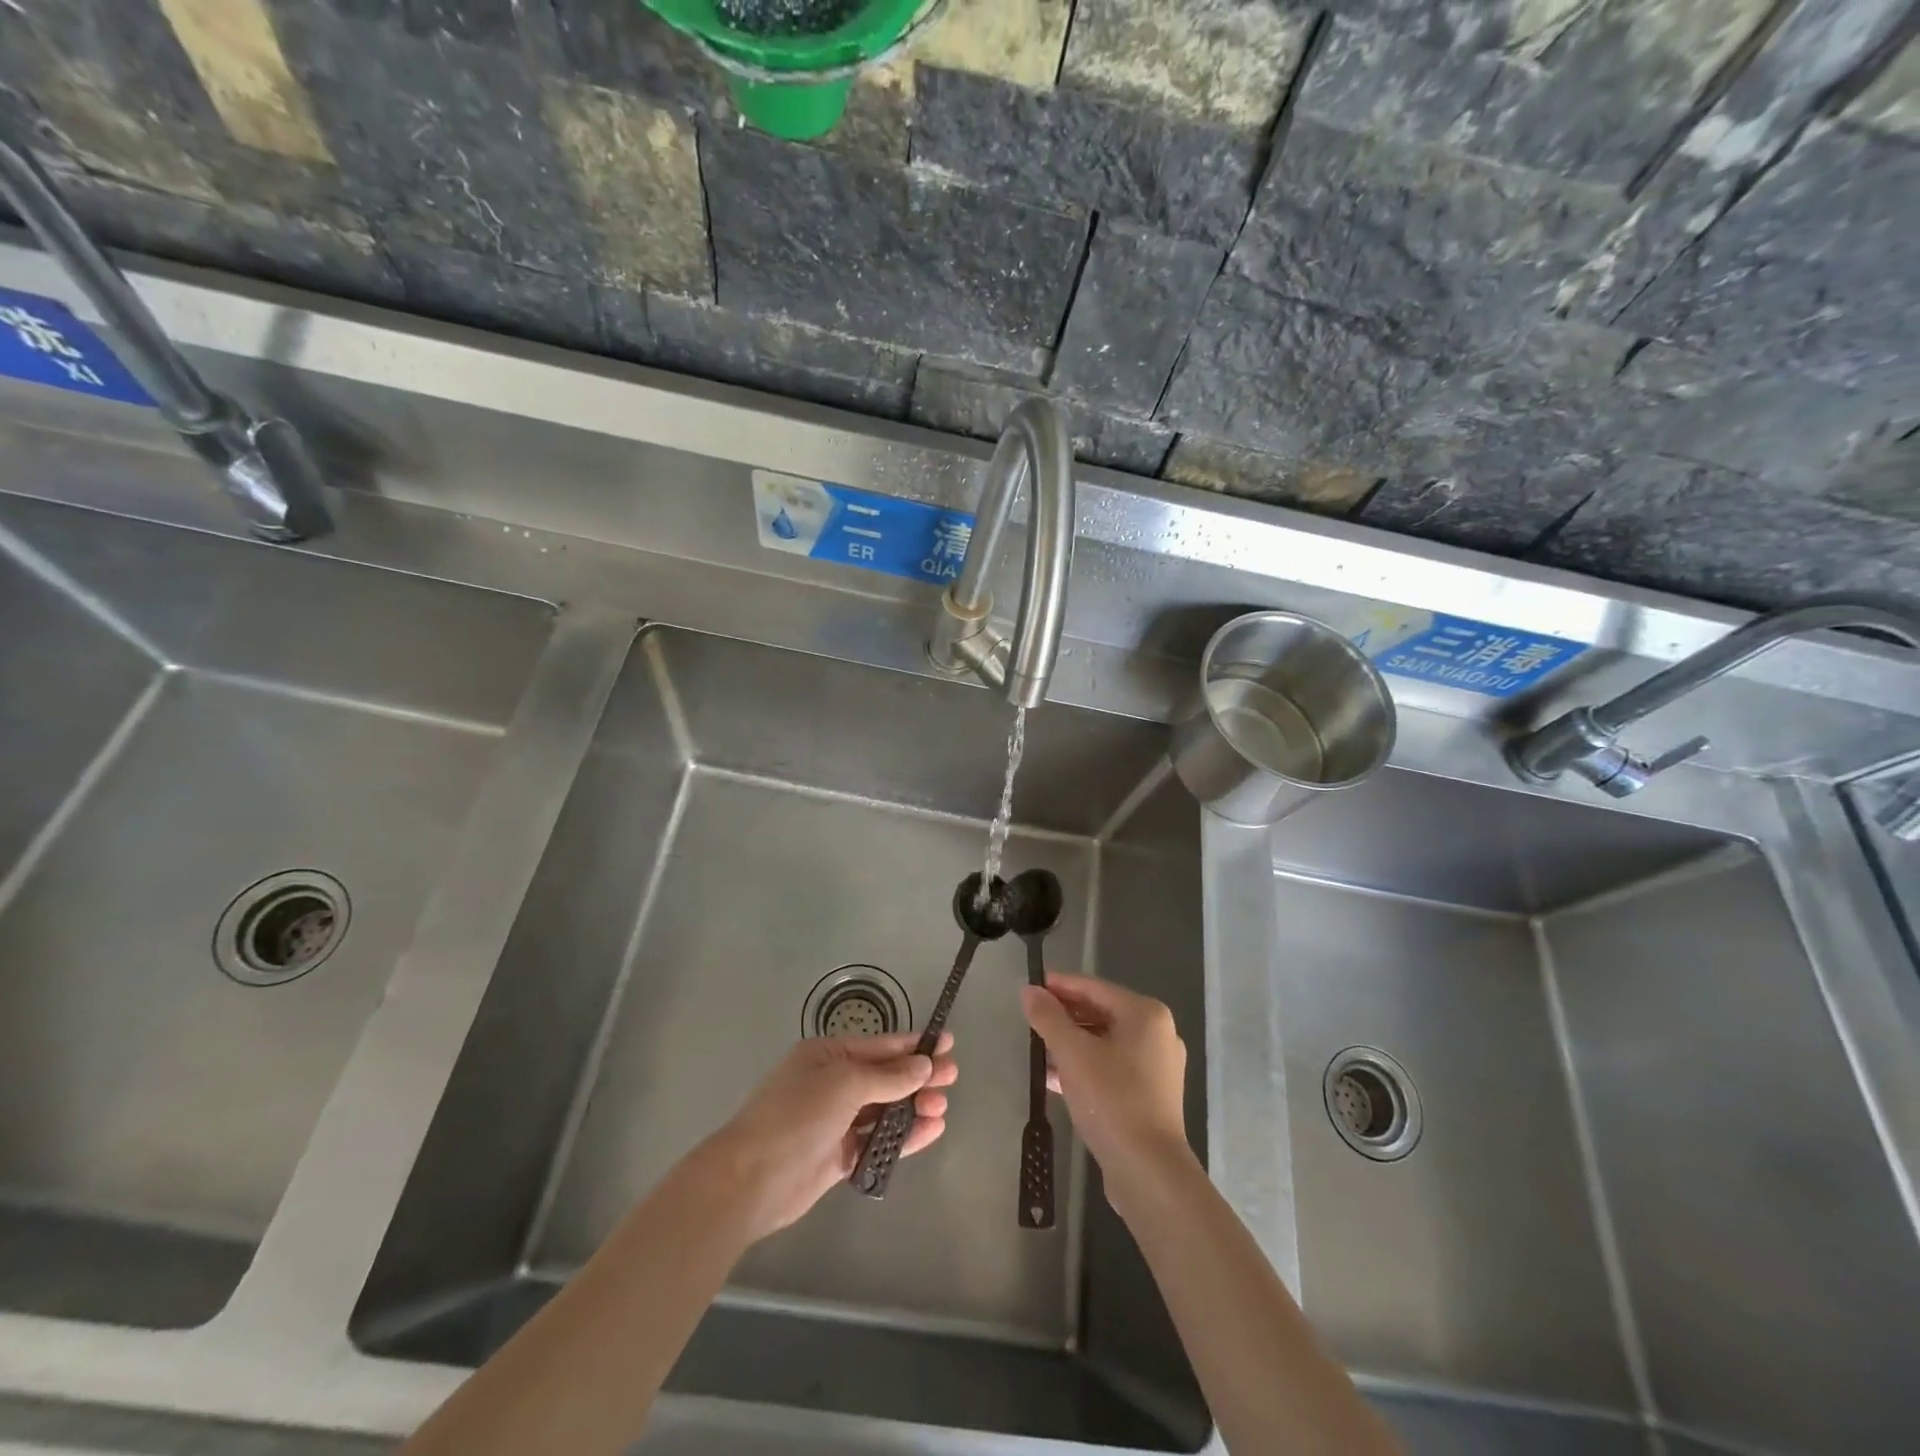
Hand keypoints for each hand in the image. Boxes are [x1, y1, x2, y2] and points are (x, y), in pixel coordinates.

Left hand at [701, 1031, 956, 1241]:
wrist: (751, 1180)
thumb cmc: (796, 1116)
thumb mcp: (844, 1084)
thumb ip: (888, 1076)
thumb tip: (924, 1065)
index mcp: (827, 1055)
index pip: (879, 1045)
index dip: (914, 1045)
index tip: (948, 1043)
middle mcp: (832, 1083)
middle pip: (885, 1077)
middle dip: (919, 1076)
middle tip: (953, 1077)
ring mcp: (836, 1122)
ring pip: (884, 1109)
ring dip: (913, 1106)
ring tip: (942, 1107)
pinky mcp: (839, 1156)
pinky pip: (878, 1141)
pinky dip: (903, 1136)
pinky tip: (930, 1131)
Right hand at [1021, 972, 1191, 1182]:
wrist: (1149, 1172)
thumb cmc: (1112, 1100)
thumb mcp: (1072, 1054)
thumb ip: (1048, 1018)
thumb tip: (1029, 990)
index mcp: (1146, 1014)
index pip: (1094, 987)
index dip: (1060, 985)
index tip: (1030, 987)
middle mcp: (1157, 1034)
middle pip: (1101, 1012)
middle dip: (1065, 1016)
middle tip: (1030, 1018)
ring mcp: (1157, 1066)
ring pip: (1105, 1042)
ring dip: (1072, 1042)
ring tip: (1037, 1047)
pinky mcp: (1151, 1095)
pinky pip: (1111, 1066)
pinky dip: (1085, 1066)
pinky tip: (1054, 1077)